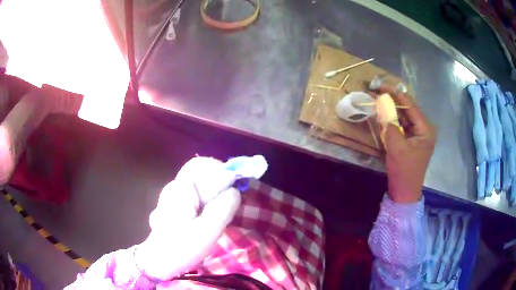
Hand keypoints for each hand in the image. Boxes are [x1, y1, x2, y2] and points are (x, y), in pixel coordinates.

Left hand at [135, 157, 240, 279]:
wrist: (159, 261)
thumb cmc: (182, 247)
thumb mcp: (207, 231)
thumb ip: (223, 207)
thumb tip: (234, 190)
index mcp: (180, 188)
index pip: (205, 166)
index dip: (224, 172)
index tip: (237, 188)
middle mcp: (175, 185)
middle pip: (201, 170)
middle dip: (220, 180)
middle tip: (231, 197)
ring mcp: (173, 194)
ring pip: (199, 181)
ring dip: (214, 189)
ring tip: (221, 208)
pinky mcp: (175, 203)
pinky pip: (195, 191)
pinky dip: (207, 196)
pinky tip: (210, 213)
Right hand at [379, 86, 435, 202]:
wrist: (405, 191)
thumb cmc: (404, 170)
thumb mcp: (396, 146)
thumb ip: (390, 124)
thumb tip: (382, 105)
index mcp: (425, 129)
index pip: (410, 105)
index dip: (395, 93)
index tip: (381, 86)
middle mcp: (425, 128)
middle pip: (408, 109)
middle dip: (393, 100)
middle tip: (378, 91)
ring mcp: (420, 135)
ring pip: (405, 117)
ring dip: (393, 109)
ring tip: (379, 100)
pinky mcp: (413, 140)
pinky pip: (404, 125)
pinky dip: (394, 120)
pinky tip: (385, 114)